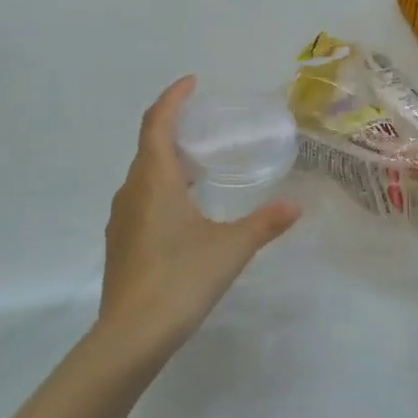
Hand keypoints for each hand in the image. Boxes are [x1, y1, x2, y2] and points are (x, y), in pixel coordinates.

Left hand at [96, 77, 300, 362]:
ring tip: (200, 167)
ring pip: (143, 176)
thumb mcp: (231, 248)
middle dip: (174, 128)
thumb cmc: (180, 280)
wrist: (132, 335)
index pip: (157, 124)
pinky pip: (141, 200)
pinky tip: (184, 212)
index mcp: (154, 181)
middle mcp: (132, 192)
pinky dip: (161, 190)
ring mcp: (121, 220)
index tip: (191, 83)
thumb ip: (264, 223)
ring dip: (167, 162)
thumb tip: (296, 206)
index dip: (172, 99)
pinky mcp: (121, 244)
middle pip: (148, 147)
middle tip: (206, 126)